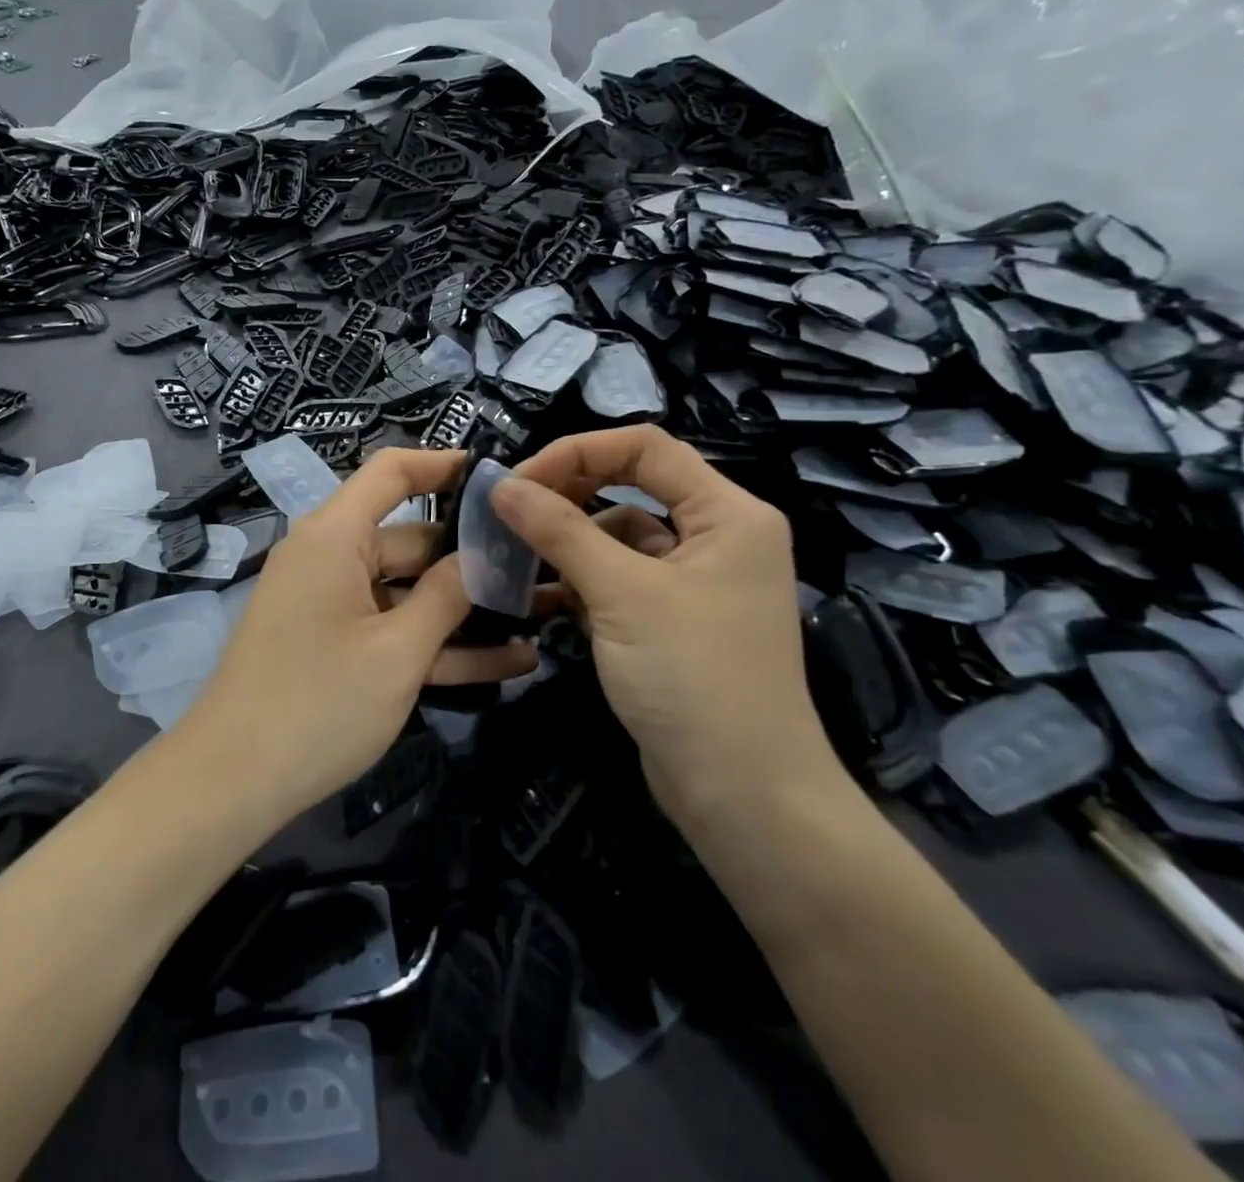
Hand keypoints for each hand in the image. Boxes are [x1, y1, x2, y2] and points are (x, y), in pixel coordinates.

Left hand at [180, 448, 538, 823]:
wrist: (231, 781)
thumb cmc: (318, 704)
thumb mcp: (397, 652)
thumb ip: (446, 597)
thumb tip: (481, 557)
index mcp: (334, 536)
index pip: (391, 472)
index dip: (444, 465)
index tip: (500, 479)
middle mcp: (330, 559)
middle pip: (409, 539)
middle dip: (472, 557)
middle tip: (542, 569)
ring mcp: (331, 605)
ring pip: (408, 592)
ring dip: (465, 609)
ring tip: (542, 614)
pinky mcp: (334, 645)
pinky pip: (391, 630)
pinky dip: (436, 643)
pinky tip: (508, 661)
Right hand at [490, 426, 840, 820]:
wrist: (743, 796)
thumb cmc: (694, 677)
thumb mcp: (621, 594)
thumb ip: (559, 530)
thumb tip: (500, 486)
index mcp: (727, 513)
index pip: (645, 448)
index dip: (577, 452)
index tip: (519, 481)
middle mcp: (714, 537)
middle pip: (629, 487)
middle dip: (566, 495)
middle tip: (507, 513)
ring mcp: (690, 582)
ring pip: (615, 537)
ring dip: (564, 543)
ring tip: (508, 556)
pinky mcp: (667, 621)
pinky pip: (614, 581)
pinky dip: (575, 582)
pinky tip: (532, 595)